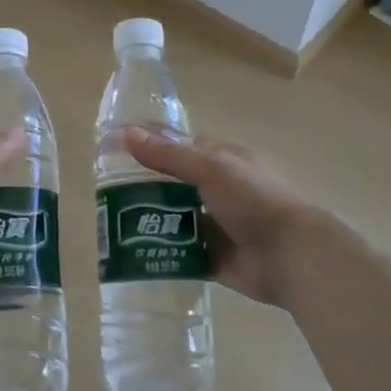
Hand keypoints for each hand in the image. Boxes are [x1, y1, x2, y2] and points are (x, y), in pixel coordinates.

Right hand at [123, 131, 327, 308]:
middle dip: (141, 186)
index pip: (178, 146)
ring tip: (108, 222)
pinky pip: (178, 251)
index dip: (149, 145)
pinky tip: (130, 252)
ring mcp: (213, 224)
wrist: (289, 256)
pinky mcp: (210, 256)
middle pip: (171, 183)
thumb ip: (168, 154)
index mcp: (220, 160)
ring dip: (147, 219)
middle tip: (101, 192)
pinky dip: (158, 251)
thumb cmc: (253, 201)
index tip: (112, 150)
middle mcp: (215, 190)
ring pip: (171, 218)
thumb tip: (125, 133)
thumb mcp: (210, 168)